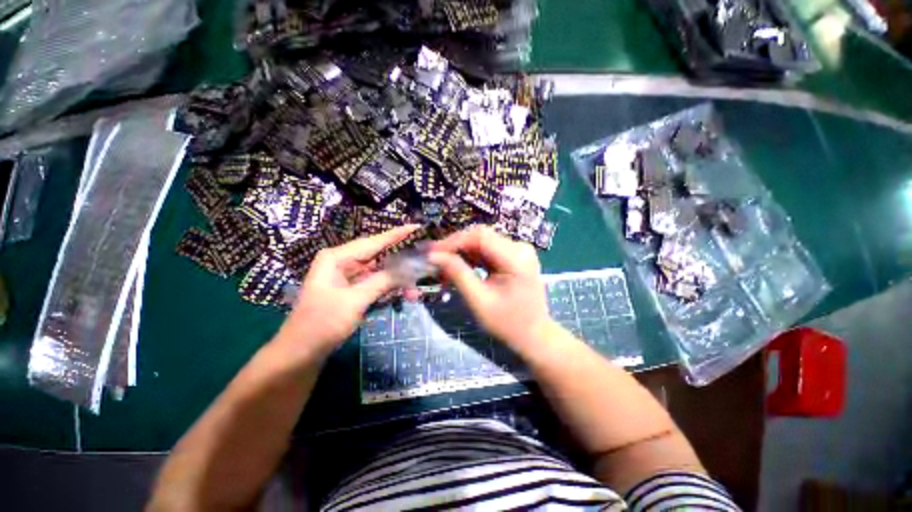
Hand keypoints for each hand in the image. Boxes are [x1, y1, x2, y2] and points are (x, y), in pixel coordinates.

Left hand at [280, 225, 419, 351]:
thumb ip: (382, 281)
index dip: (397, 235)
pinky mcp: (353, 290)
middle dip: (401, 260)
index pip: (373, 242)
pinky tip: (404, 292)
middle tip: (424, 258)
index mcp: (337, 258)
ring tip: (416, 286)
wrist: (301, 353)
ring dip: (397, 278)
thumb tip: (408, 268)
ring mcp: (348, 276)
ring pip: (380, 271)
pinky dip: (389, 287)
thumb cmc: (322, 323)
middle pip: (378, 255)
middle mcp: (343, 262)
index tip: (416, 228)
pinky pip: (376, 283)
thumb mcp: (354, 300)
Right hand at [429, 226, 552, 349]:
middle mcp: (519, 247)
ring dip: (461, 252)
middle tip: (434, 259)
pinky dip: (471, 257)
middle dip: (455, 246)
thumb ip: (457, 274)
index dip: (453, 241)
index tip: (431, 252)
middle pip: (480, 236)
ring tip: (443, 266)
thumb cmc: (508, 323)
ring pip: (482, 242)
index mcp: (515, 257)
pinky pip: (488, 250)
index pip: (479, 236)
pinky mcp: (514, 256)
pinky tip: (459, 267)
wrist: (534, 336)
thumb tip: (434, 256)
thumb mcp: (479, 300)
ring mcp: (518, 251)